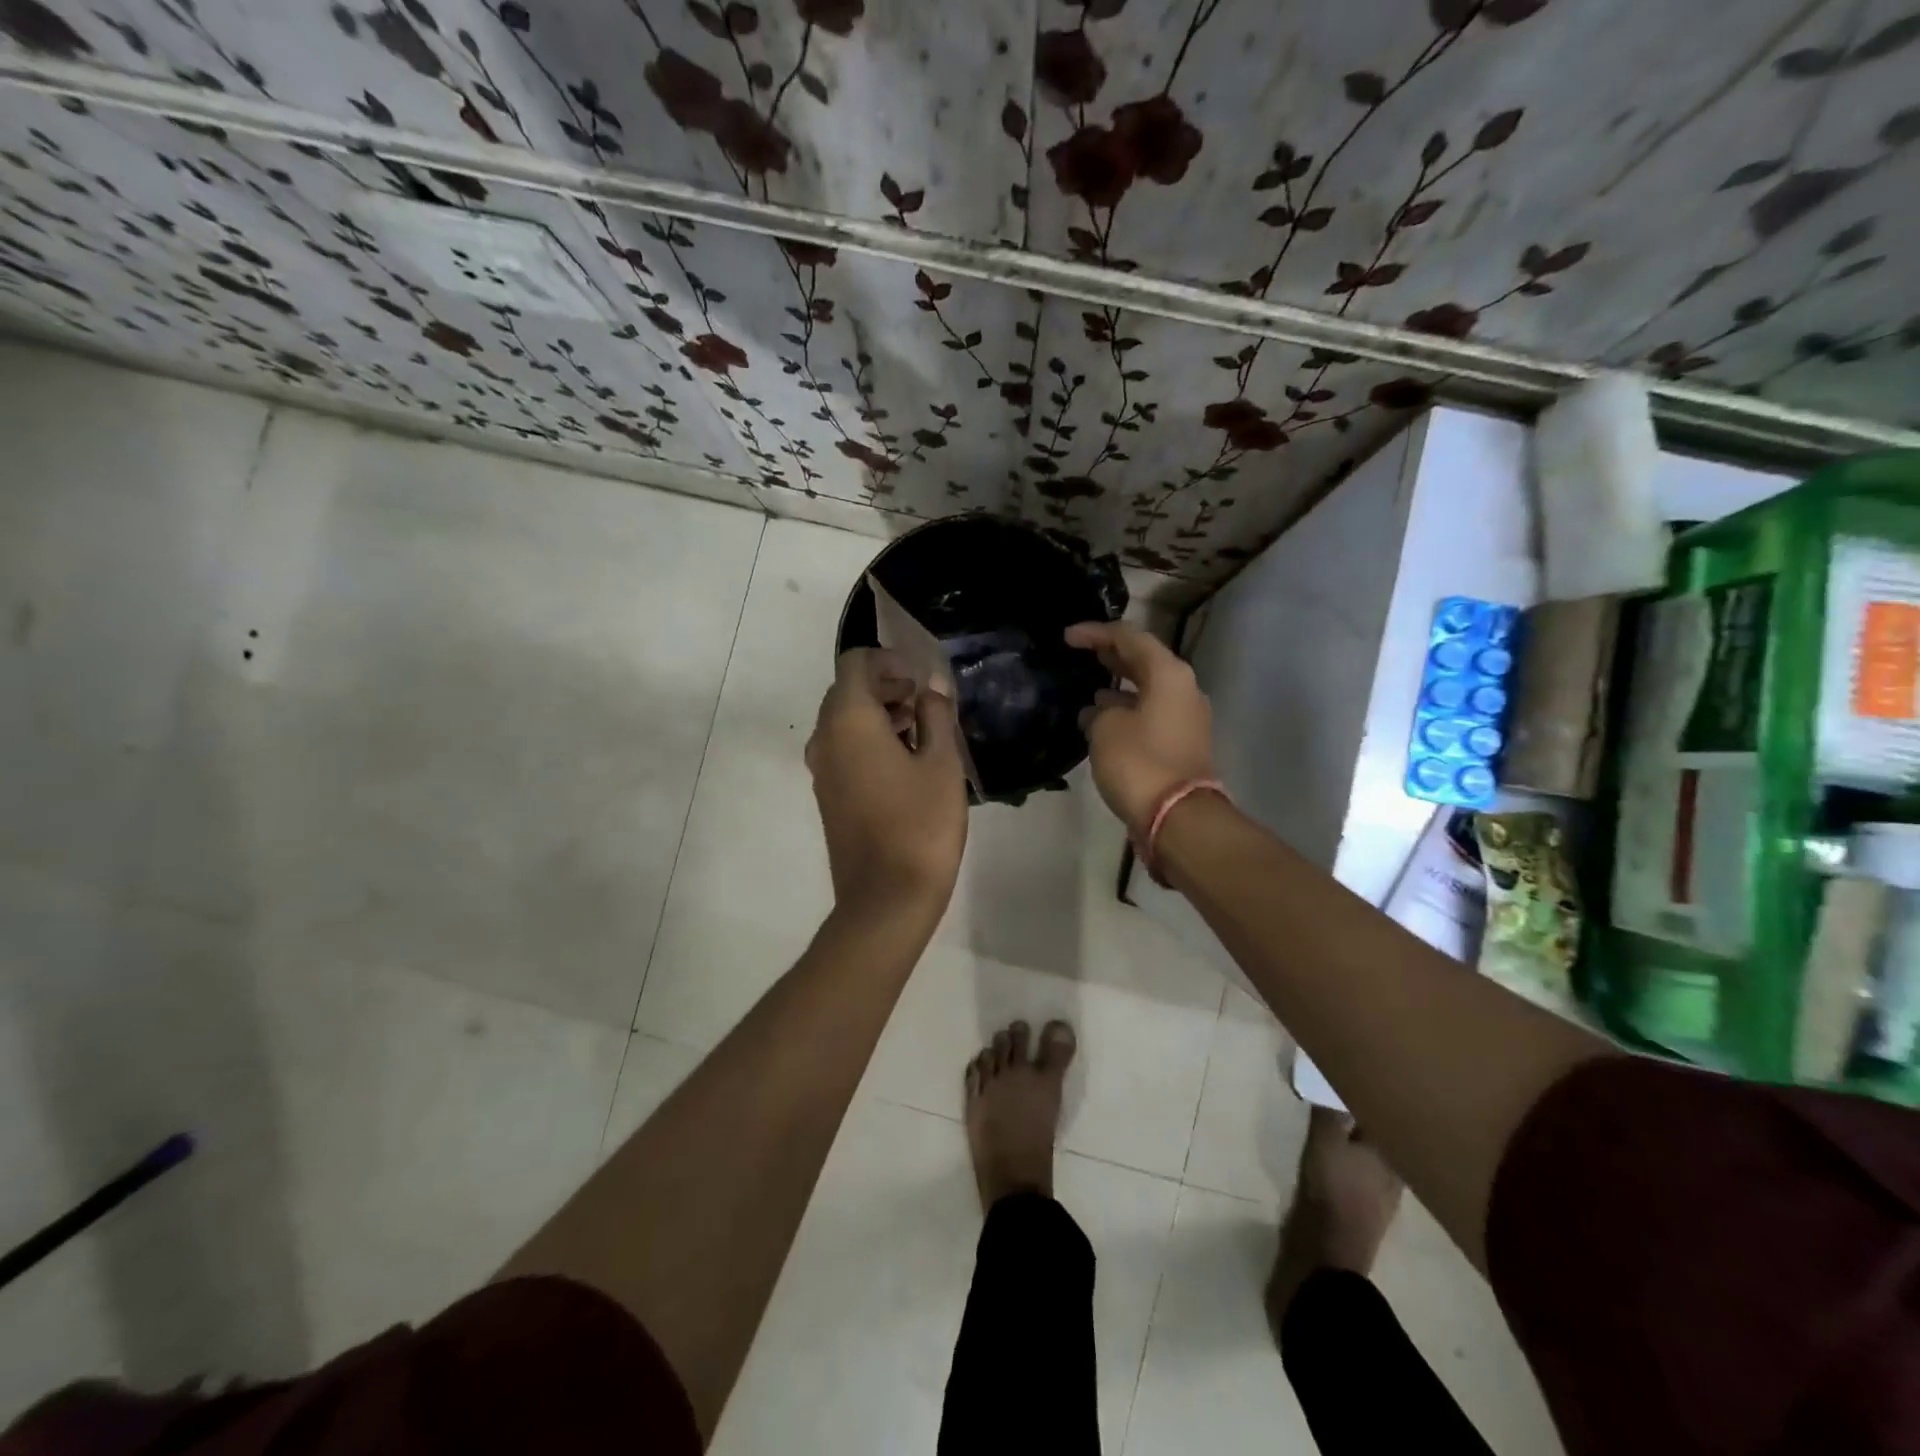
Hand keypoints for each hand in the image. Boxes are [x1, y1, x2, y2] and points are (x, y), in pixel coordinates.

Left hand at [806, 648, 968, 921]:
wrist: (886, 898)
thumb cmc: (921, 825)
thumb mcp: (943, 764)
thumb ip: (936, 715)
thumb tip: (931, 689)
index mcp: (849, 720)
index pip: (856, 663)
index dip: (889, 660)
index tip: (920, 679)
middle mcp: (825, 737)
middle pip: (847, 690)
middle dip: (885, 685)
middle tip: (924, 702)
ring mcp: (821, 769)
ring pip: (843, 721)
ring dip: (877, 713)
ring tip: (920, 730)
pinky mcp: (827, 794)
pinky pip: (842, 748)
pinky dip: (867, 739)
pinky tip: (904, 762)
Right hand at [1066, 621, 1215, 833]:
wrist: (1177, 816)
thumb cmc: (1139, 762)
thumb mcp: (1105, 729)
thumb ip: (1097, 711)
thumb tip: (1098, 713)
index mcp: (1168, 674)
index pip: (1129, 637)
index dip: (1095, 633)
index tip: (1067, 638)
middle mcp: (1183, 689)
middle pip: (1143, 660)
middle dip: (1110, 655)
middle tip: (1079, 653)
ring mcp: (1186, 717)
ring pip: (1147, 688)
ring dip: (1118, 685)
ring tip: (1087, 687)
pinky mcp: (1181, 742)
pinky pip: (1150, 712)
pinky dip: (1126, 708)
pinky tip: (1101, 718)